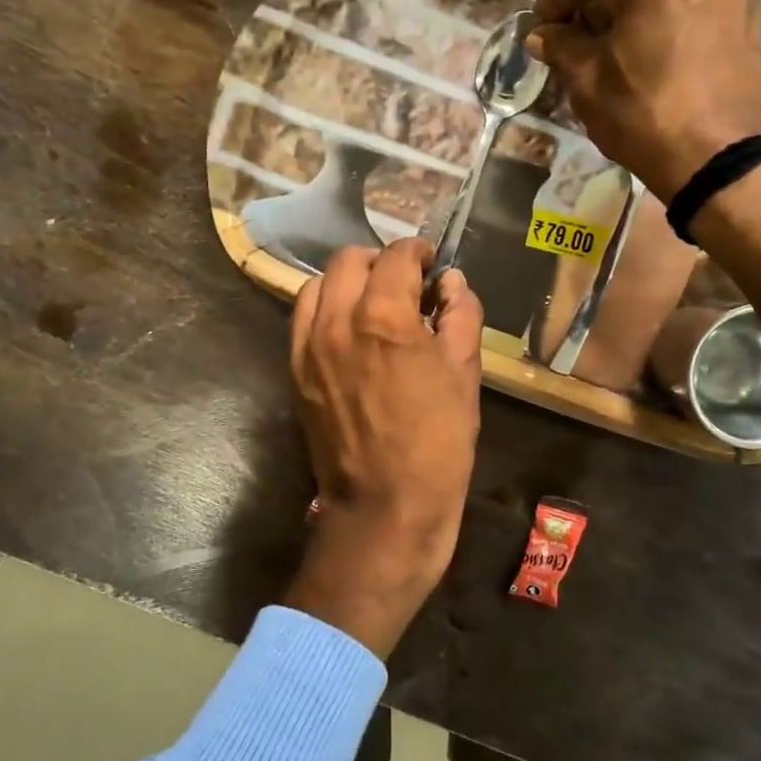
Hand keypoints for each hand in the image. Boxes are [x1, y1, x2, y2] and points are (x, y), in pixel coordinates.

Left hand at [284, 239, 483, 657]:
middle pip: (349, 260)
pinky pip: (303, 320)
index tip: (431, 263)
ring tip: (373, 302)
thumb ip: (461, 316)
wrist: (384, 508)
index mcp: (384, 318)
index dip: (418, 252)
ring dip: (348, 281)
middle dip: (381, 261)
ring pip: (318, 285)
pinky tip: (348, 330)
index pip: (396, 257)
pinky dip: (325, 309)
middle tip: (405, 281)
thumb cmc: (437, 443)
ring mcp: (308, 347)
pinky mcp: (295, 372)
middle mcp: (337, 322)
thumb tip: (452, 283)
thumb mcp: (465, 375)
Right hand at [528, 0, 760, 201]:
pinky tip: (651, 60)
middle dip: (596, 9)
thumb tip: (542, 35)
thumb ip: (561, 48)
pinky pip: (692, 14)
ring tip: (612, 55)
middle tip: (572, 43)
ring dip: (632, 18)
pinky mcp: (749, 21)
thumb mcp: (587, 82)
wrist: (721, 159)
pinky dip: (666, 29)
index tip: (537, 27)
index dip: (553, 0)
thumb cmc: (644, 115)